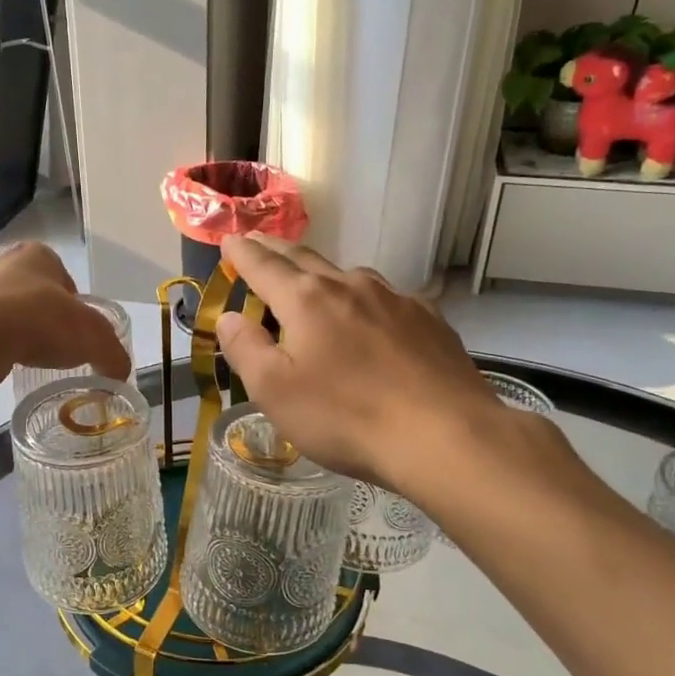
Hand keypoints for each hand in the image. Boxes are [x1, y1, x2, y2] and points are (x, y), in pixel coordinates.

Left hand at [0, 243, 130, 387]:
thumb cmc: (40, 322)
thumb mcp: (93, 337)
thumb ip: (113, 354)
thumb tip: (120, 374)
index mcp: (39, 254)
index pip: (67, 282)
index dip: (78, 310)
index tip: (80, 336)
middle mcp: (4, 262)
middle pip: (37, 296)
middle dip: (47, 320)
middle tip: (58, 349)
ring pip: (9, 313)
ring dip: (21, 333)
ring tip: (30, 359)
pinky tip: (4, 362)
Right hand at [213, 235, 561, 499]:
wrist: (445, 435)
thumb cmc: (345, 416)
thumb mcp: (274, 391)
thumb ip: (245, 348)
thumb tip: (229, 316)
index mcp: (306, 300)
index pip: (263, 265)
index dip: (242, 252)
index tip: (228, 240)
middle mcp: (350, 286)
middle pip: (305, 259)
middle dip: (278, 251)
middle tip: (261, 244)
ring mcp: (395, 299)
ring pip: (350, 276)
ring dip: (324, 275)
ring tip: (315, 283)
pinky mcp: (430, 320)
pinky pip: (386, 300)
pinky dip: (365, 301)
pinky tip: (372, 320)